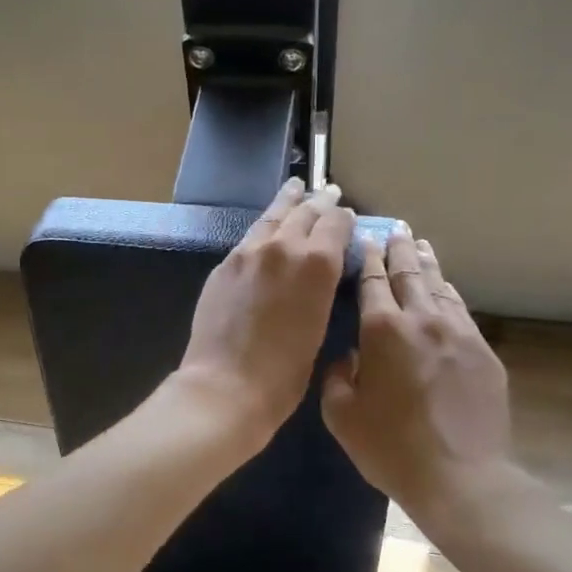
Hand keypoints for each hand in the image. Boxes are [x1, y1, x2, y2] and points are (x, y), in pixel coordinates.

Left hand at [176, 177, 356, 447]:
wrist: (226, 384)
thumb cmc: (284, 372)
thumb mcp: (319, 327)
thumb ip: (321, 289)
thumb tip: (322, 271)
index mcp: (317, 263)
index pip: (335, 224)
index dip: (343, 218)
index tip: (347, 215)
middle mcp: (283, 246)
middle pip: (304, 213)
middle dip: (319, 202)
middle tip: (327, 191)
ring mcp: (248, 252)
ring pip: (272, 217)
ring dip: (288, 202)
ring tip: (295, 187)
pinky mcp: (225, 265)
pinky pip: (250, 236)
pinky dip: (264, 226)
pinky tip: (266, 227)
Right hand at [321, 224, 515, 522]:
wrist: (461, 479)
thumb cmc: (390, 447)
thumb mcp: (341, 415)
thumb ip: (337, 376)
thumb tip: (347, 357)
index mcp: (382, 330)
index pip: (372, 280)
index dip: (367, 256)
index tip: (365, 237)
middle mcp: (422, 319)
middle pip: (410, 272)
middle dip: (400, 248)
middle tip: (396, 228)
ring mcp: (458, 334)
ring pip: (440, 286)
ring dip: (427, 264)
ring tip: (420, 247)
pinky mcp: (483, 353)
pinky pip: (461, 311)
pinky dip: (448, 293)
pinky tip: (445, 289)